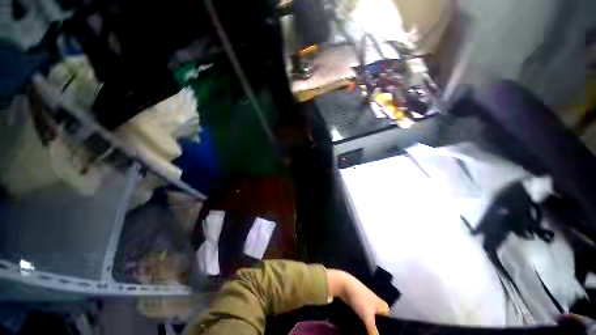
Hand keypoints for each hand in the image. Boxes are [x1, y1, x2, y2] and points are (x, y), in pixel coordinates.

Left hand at [326, 269, 389, 334]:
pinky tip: (362, 332)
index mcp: (384, 306)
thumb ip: (373, 331)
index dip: (388, 331)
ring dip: (370, 329)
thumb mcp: (368, 317)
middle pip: (381, 323)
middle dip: (378, 331)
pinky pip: (364, 318)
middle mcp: (377, 306)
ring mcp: (368, 305)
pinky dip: (364, 325)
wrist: (345, 285)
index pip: (390, 323)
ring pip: (372, 321)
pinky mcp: (359, 306)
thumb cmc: (360, 299)